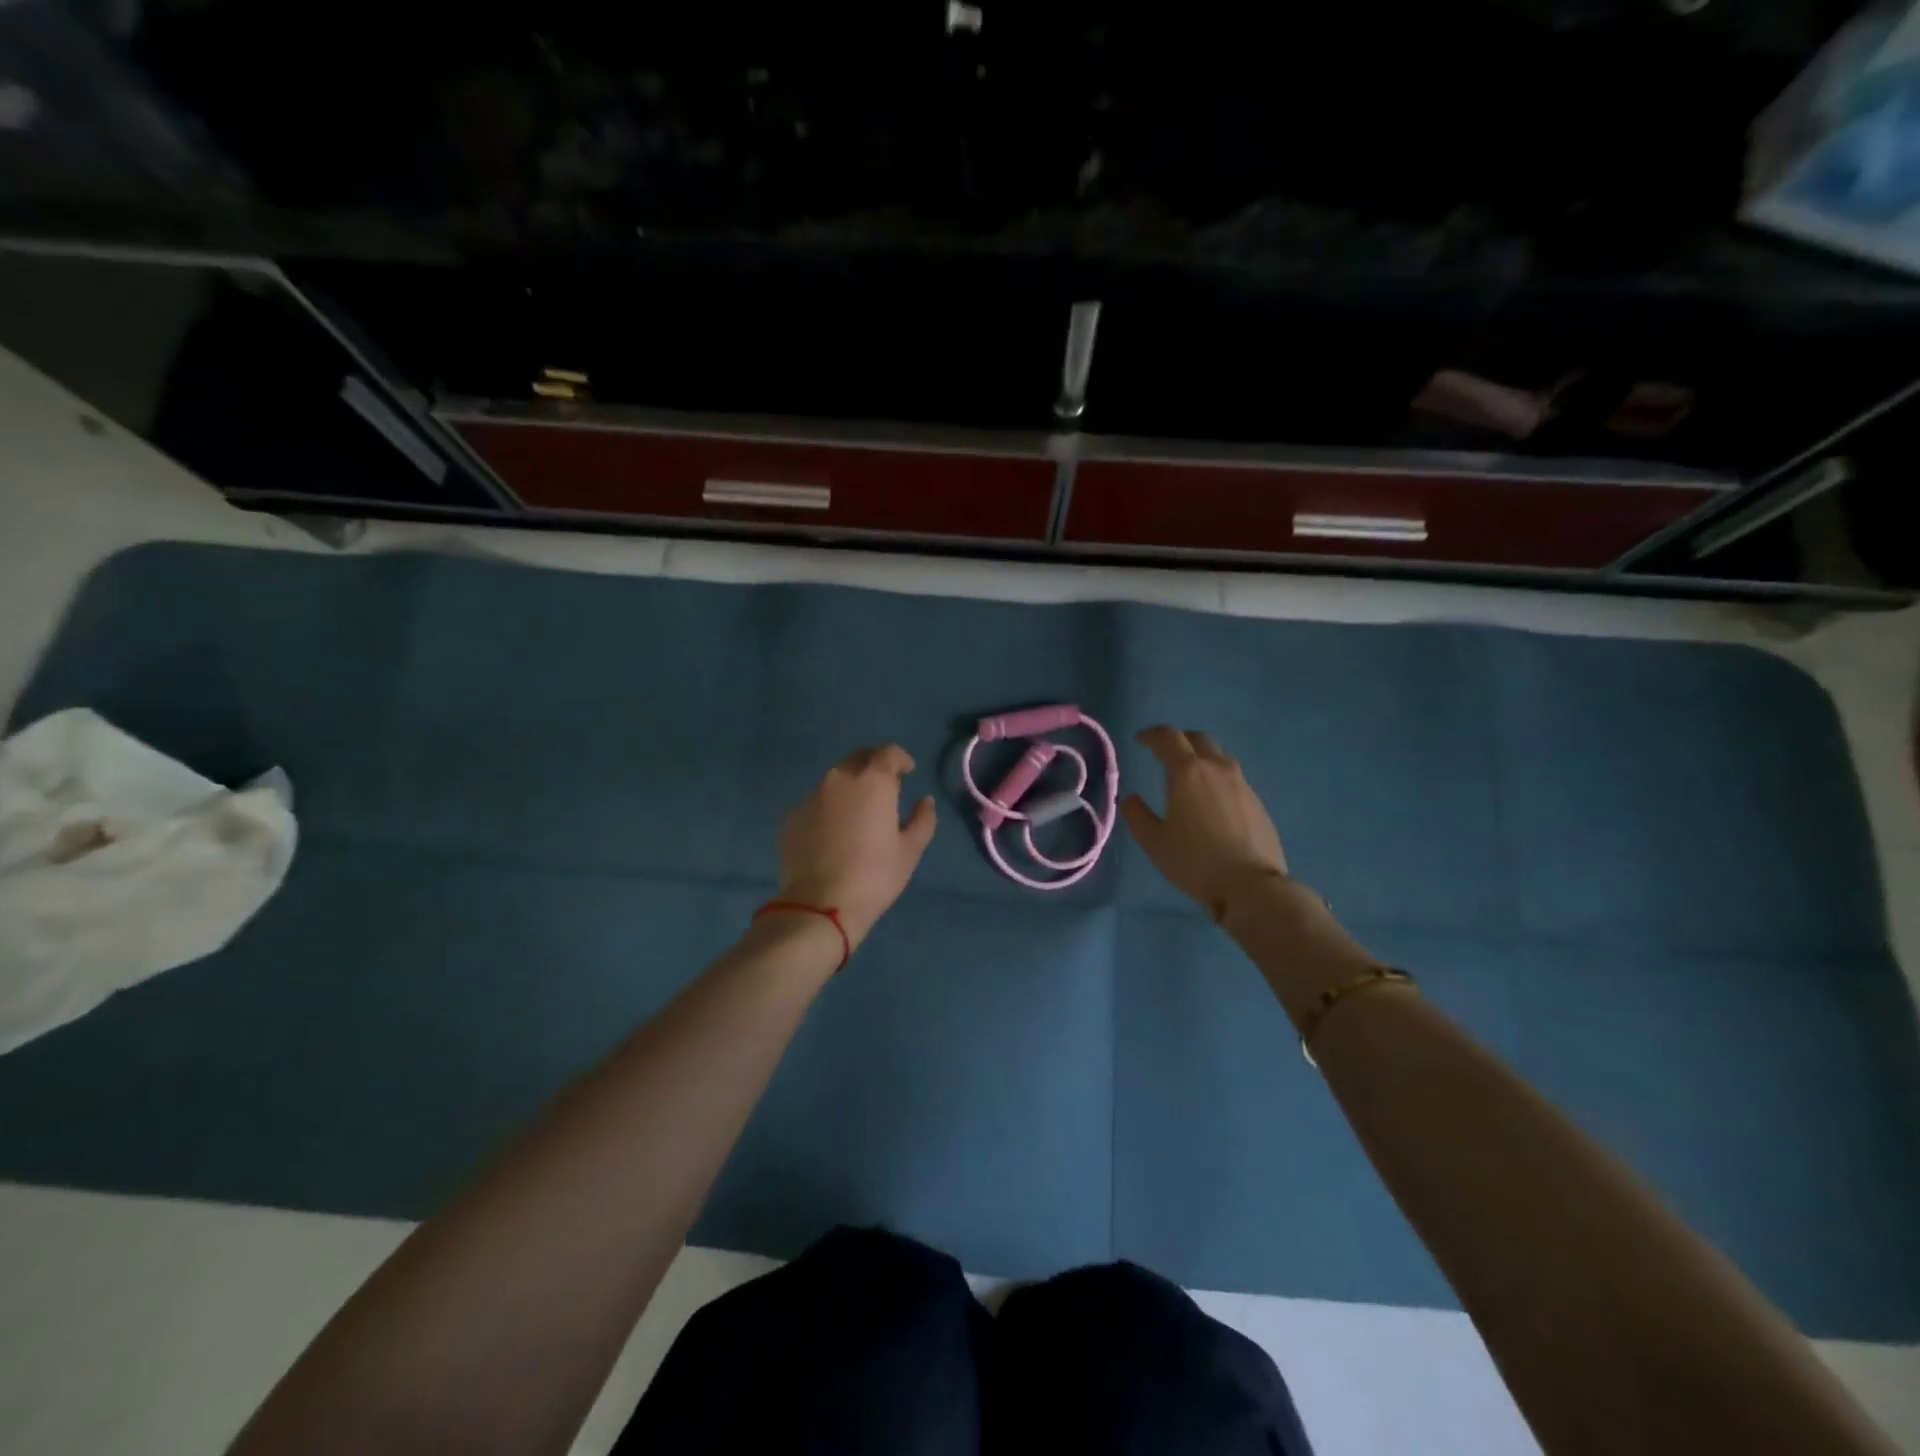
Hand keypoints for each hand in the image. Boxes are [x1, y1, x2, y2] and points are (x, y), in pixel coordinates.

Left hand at [776, 744, 937, 951]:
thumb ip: (922, 820)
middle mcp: (839, 779)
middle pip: (859, 758)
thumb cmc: (874, 876)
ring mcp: (812, 796)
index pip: (888, 752)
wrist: (819, 905)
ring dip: (850, 786)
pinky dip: (829, 807)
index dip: (900, 759)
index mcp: (873, 781)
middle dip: (874, 765)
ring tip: (858, 812)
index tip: (907, 772)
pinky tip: (833, 833)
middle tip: (884, 788)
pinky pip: (816, 801)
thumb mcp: (909, 851)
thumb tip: (925, 801)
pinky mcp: (792, 816)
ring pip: (835, 779)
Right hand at [1123, 726, 1288, 922]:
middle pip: (1198, 739)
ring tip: (1190, 774)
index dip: (1151, 734)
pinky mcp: (1257, 801)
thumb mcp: (1154, 841)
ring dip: (1201, 756)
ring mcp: (1241, 784)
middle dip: (1179, 739)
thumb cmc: (1195, 861)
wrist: (1251, 885)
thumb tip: (1131, 798)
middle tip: (1165, 751)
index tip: (1140, 739)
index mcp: (1187, 772)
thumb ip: (1137, 815)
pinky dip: (1217, 777)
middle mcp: (1216, 769)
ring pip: (1219, 756)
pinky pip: (1233, 777)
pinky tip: (1212, 799)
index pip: (1168, 737)